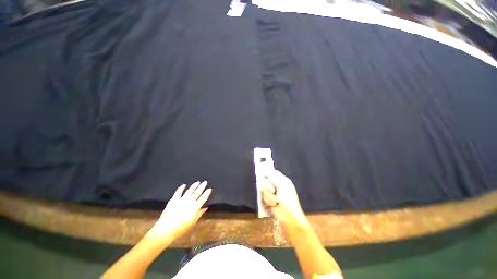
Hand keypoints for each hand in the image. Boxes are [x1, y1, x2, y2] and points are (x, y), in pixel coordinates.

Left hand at [149, 181, 211, 239]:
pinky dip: (181, 188)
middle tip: (205, 182)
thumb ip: (199, 214)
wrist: (166, 229)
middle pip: (197, 192)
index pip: (203, 198)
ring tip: (197, 182)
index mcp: (195, 207)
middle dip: (202, 187)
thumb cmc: (181, 228)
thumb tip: (205, 208)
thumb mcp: (192, 223)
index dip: (207, 193)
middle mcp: (190, 201)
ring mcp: (181, 199)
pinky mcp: (174, 200)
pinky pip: (178, 192)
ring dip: (194, 186)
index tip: (210, 189)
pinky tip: (184, 185)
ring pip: (189, 191)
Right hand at [261, 170, 306, 225]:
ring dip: (269, 196)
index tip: (263, 175)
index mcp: (282, 180)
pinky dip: (268, 201)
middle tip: (273, 191)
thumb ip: (274, 178)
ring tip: (276, 201)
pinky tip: (273, 205)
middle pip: (266, 180)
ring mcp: (273, 193)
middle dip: (268, 187)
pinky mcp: (269, 199)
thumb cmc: (288, 200)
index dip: (268, 173)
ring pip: (264, 189)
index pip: (272, 172)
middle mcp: (277, 185)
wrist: (289, 217)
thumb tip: (267, 171)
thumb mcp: (282, 186)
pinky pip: (263, 197)